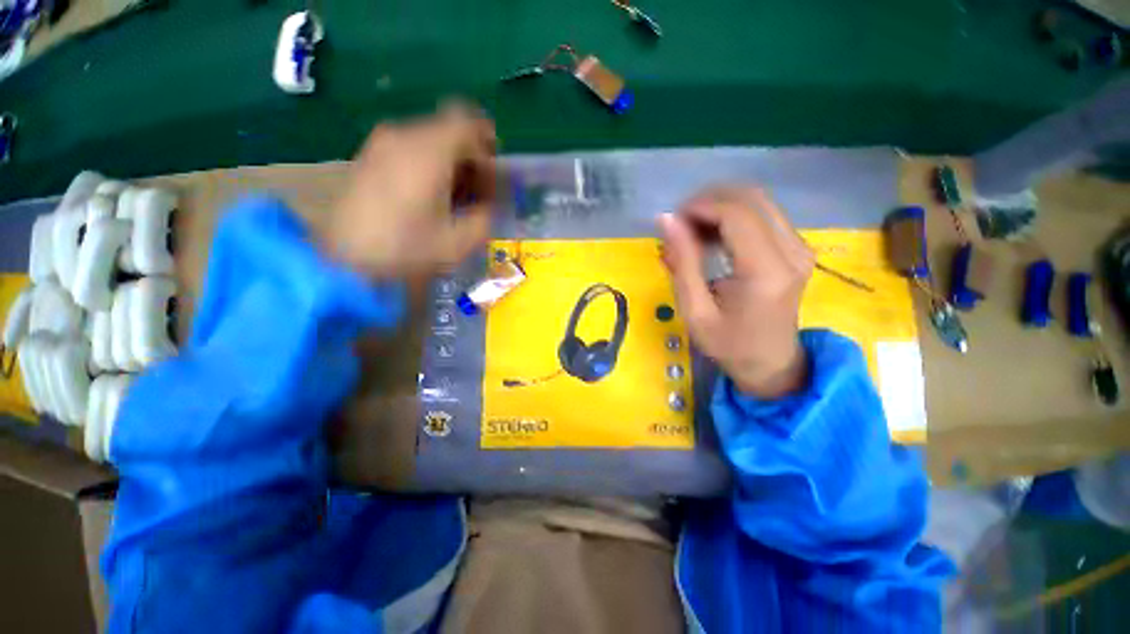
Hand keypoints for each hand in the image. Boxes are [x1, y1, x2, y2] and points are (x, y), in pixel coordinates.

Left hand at [326, 101, 497, 278]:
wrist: (348, 264)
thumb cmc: (409, 252)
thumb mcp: (462, 241)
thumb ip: (487, 213)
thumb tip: (491, 198)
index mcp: (429, 151)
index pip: (468, 121)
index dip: (487, 143)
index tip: (492, 173)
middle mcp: (403, 136)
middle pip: (449, 128)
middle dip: (471, 156)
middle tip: (477, 191)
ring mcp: (381, 144)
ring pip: (429, 138)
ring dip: (450, 162)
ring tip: (454, 198)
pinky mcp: (368, 157)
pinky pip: (409, 148)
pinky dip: (429, 164)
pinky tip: (428, 196)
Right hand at [660, 186, 813, 398]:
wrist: (771, 363)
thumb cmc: (728, 344)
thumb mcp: (695, 310)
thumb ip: (683, 262)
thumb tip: (667, 219)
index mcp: (766, 271)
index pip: (735, 214)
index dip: (699, 208)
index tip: (672, 221)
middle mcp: (792, 251)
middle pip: (750, 198)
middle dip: (708, 202)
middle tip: (679, 225)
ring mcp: (799, 246)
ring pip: (757, 201)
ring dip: (719, 208)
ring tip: (692, 232)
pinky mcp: (796, 248)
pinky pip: (763, 215)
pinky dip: (732, 218)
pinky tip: (712, 238)